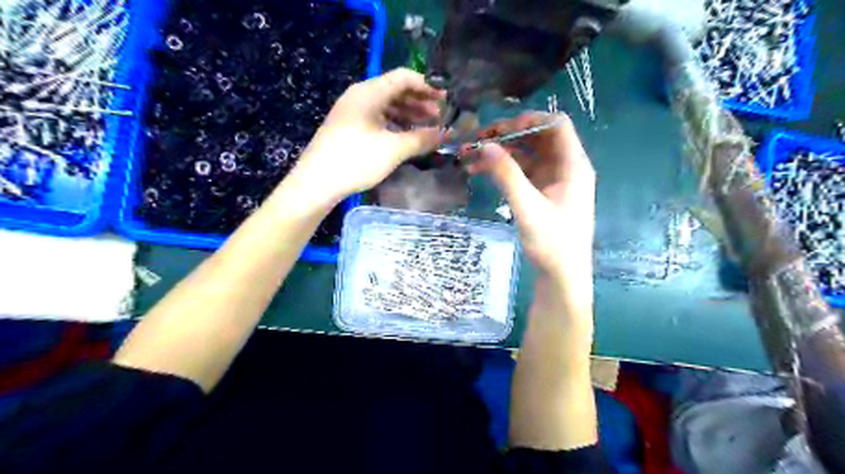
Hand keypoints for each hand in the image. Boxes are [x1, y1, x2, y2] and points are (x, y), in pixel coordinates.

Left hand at [292, 67, 443, 199]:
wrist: (317, 182)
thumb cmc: (356, 160)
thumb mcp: (393, 150)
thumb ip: (421, 139)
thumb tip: (445, 134)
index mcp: (369, 92)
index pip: (403, 77)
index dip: (427, 85)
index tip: (446, 99)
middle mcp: (359, 96)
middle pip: (395, 90)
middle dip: (420, 102)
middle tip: (439, 117)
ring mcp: (352, 112)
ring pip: (386, 106)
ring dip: (408, 115)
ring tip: (426, 129)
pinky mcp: (348, 127)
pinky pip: (377, 118)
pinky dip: (394, 124)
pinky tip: (405, 138)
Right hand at [468, 113, 592, 306]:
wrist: (562, 276)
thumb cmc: (552, 243)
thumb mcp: (527, 207)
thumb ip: (507, 175)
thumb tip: (485, 145)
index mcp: (573, 165)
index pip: (556, 125)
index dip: (529, 121)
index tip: (499, 129)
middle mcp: (565, 167)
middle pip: (538, 138)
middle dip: (507, 136)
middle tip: (477, 141)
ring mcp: (554, 180)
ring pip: (527, 154)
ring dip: (501, 153)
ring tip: (471, 157)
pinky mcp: (543, 192)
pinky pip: (522, 171)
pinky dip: (503, 169)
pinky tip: (480, 171)